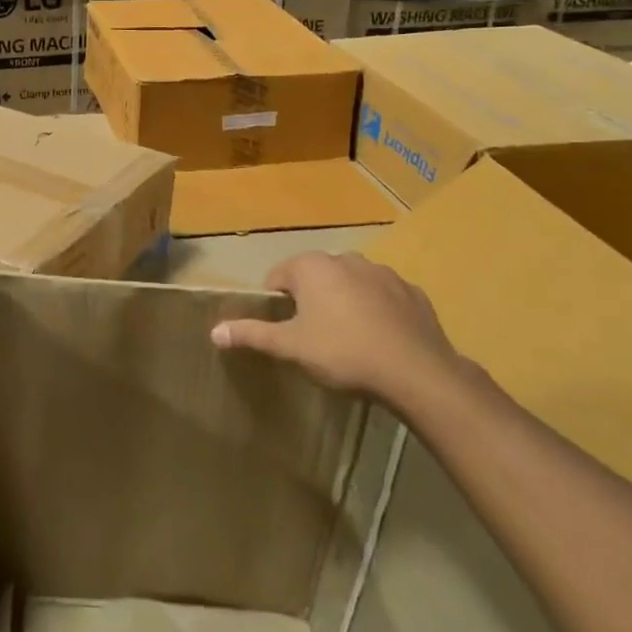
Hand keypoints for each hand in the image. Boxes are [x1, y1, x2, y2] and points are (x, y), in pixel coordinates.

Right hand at [211, 252, 456, 399]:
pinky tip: (380, 340)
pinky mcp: (412, 291)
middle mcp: (346, 259)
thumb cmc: (343, 353)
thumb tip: (214, 331)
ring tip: (349, 340)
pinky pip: (383, 297)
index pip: (278, 277)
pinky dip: (377, 311)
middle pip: (315, 278)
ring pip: (350, 284)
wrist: (416, 372)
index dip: (276, 304)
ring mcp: (383, 273)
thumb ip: (252, 334)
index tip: (285, 331)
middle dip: (311, 301)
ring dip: (344, 303)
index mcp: (312, 267)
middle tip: (314, 338)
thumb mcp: (291, 346)